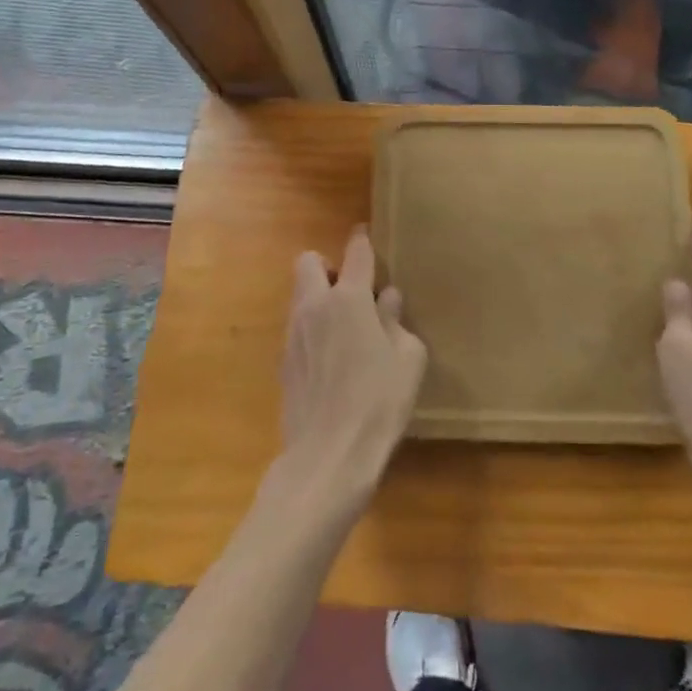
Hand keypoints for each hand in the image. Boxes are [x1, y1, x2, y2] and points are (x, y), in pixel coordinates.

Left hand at [274, 227, 427, 516]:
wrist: (328, 455)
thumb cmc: (379, 402)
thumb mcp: (407, 360)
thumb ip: (397, 322)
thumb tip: (387, 300)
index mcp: (350, 299)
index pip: (356, 253)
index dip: (362, 240)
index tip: (364, 235)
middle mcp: (315, 306)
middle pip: (308, 262)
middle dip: (327, 265)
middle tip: (351, 291)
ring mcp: (293, 333)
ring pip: (299, 294)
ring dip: (318, 297)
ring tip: (344, 329)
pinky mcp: (283, 360)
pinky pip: (297, 327)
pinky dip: (312, 329)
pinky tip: (331, 360)